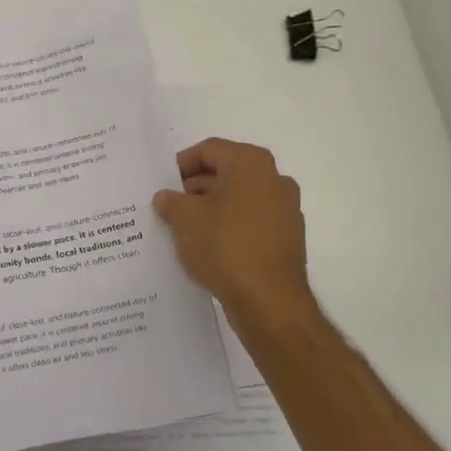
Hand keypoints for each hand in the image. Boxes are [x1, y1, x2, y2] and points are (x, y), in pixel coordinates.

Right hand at [153, 138, 319, 329]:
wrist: (269, 300)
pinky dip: (230, 228)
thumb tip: (167, 197)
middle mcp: (274, 179)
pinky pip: (251, 222)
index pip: (210, 150)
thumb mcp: (184, 220)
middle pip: (227, 172)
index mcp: (250, 164)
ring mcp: (286, 209)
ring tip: (185, 230)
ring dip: (212, 209)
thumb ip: (171, 202)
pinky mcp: (288, 238)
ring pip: (239, 199)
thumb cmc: (224, 246)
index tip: (162, 183)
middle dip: (196, 188)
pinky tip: (209, 248)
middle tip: (169, 207)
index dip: (182, 163)